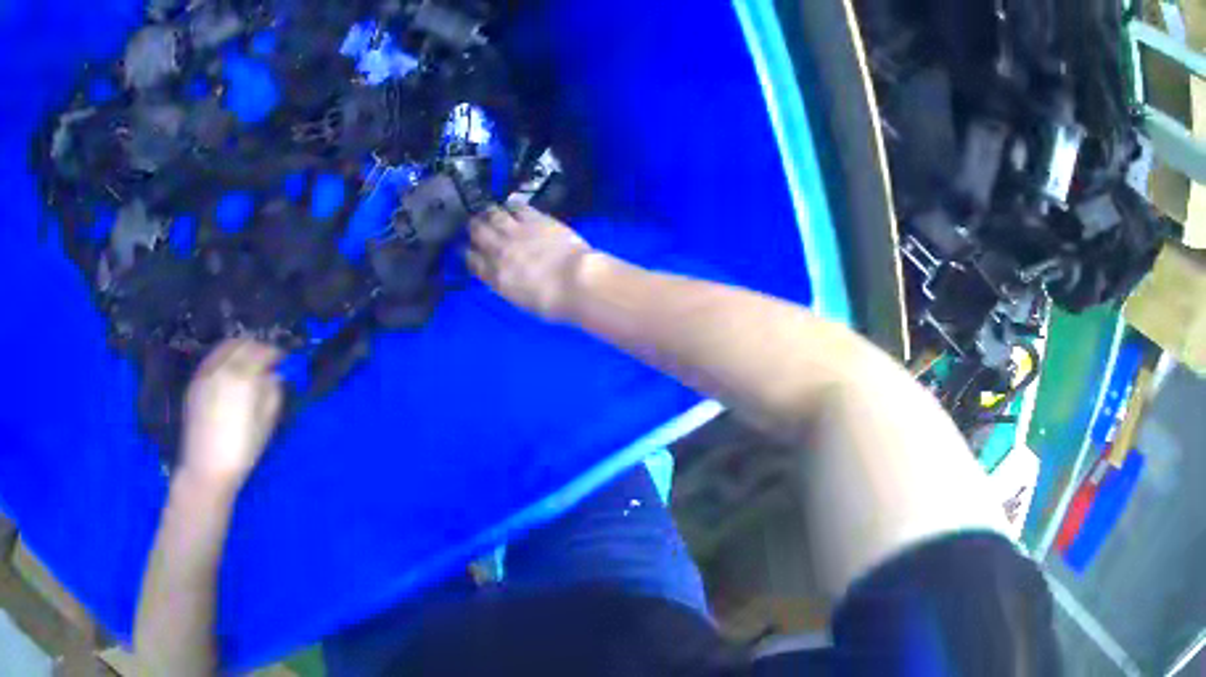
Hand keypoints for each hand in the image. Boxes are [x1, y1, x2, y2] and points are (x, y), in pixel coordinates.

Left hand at [180, 339, 283, 490]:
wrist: (206, 468)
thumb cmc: (241, 451)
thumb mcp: (265, 426)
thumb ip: (273, 394)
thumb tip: (275, 376)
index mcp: (243, 376)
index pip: (263, 351)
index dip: (276, 354)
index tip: (283, 361)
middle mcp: (223, 366)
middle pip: (243, 343)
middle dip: (257, 348)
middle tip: (266, 361)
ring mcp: (206, 372)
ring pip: (225, 347)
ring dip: (239, 349)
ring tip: (247, 364)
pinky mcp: (195, 381)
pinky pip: (213, 359)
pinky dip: (224, 358)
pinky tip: (228, 374)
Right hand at [467, 203, 598, 320]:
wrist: (576, 282)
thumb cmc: (554, 303)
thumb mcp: (522, 301)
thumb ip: (509, 286)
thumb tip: (505, 279)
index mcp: (496, 277)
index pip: (473, 261)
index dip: (468, 254)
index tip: (467, 250)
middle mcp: (500, 251)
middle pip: (478, 233)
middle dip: (474, 228)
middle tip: (474, 225)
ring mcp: (517, 232)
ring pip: (493, 215)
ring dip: (489, 213)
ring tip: (489, 212)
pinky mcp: (535, 219)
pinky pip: (517, 207)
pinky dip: (512, 205)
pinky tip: (511, 204)